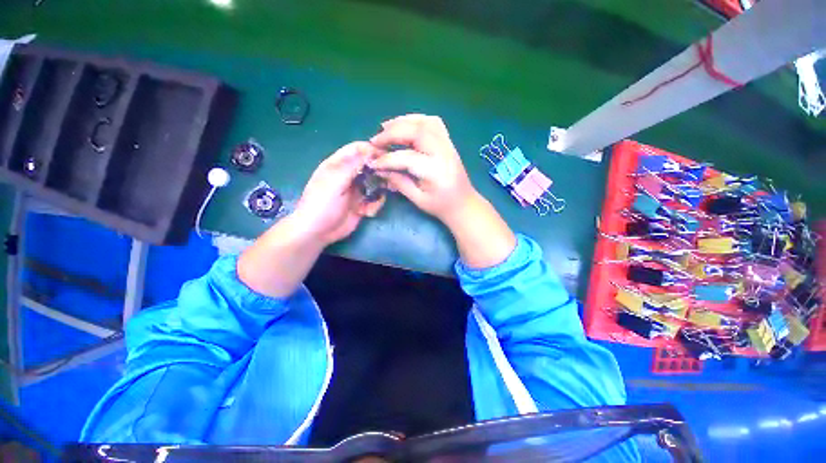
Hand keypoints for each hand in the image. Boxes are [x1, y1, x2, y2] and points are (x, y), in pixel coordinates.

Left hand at [292, 141, 384, 245]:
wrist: (318, 232)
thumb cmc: (322, 204)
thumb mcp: (335, 181)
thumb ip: (353, 165)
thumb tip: (371, 151)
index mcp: (338, 165)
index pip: (357, 149)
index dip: (371, 149)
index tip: (386, 156)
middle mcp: (349, 175)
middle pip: (370, 166)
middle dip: (379, 172)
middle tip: (388, 179)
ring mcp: (357, 190)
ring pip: (376, 183)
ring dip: (379, 192)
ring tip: (374, 201)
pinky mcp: (362, 204)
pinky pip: (375, 199)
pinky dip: (375, 205)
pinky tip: (367, 212)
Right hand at [368, 114, 478, 223]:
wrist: (463, 203)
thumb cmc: (440, 206)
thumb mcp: (418, 199)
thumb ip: (399, 182)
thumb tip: (379, 169)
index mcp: (434, 171)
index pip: (406, 158)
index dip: (386, 159)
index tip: (372, 162)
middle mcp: (442, 153)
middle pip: (416, 132)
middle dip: (392, 133)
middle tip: (375, 140)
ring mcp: (447, 145)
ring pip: (425, 122)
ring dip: (403, 121)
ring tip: (386, 127)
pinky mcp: (448, 142)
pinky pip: (433, 123)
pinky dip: (417, 120)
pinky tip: (405, 125)